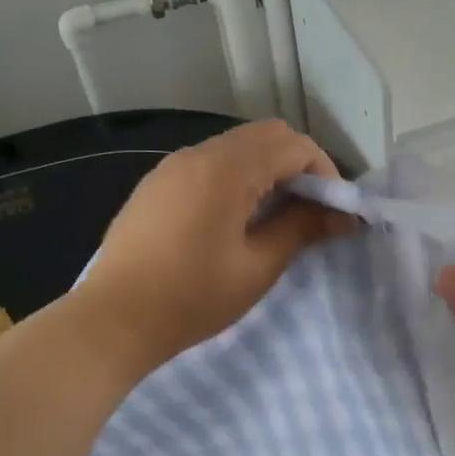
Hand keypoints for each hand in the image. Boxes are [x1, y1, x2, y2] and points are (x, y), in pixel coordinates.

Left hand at [75, 121, 353, 376]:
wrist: (114, 319)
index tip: (335, 212)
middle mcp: (199, 154)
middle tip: (311, 210)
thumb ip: (300, 229)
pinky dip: (238, 176)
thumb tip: (340, 214)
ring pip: (237, 146)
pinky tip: (237, 217)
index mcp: (226, 170)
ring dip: (268, 169)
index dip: (325, 173)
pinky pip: (210, 163)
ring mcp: (173, 166)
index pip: (294, 146)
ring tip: (278, 216)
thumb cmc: (192, 298)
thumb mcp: (257, 267)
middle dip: (299, 165)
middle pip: (266, 136)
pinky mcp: (157, 183)